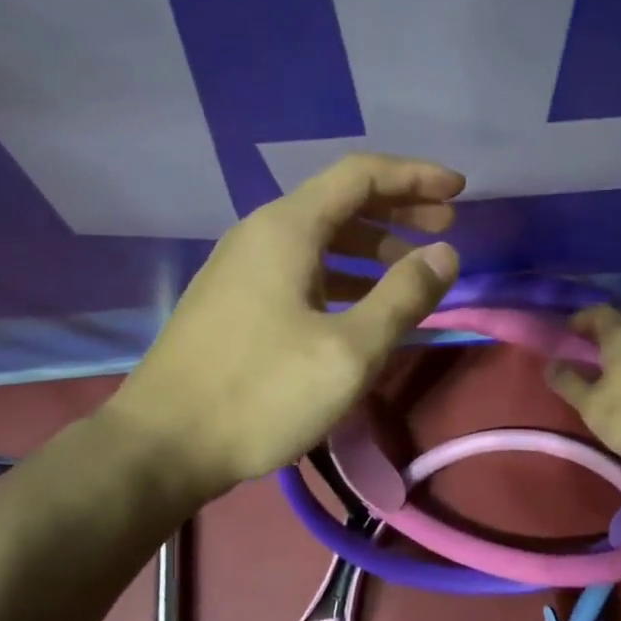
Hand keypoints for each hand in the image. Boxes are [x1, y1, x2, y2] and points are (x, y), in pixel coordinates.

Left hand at [109, 154, 463, 498]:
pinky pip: (301, 268)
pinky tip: (363, 303)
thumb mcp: (349, 351)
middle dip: (398, 208)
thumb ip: (403, 297)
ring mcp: (242, 267)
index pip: (361, 175)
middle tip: (445, 226)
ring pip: (320, 237)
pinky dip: (342, 273)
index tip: (460, 190)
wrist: (161, 446)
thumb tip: (445, 254)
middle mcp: (261, 233)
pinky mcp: (235, 301)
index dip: (415, 176)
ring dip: (371, 244)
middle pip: (340, 201)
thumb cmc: (260, 394)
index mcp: (287, 228)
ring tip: (412, 265)